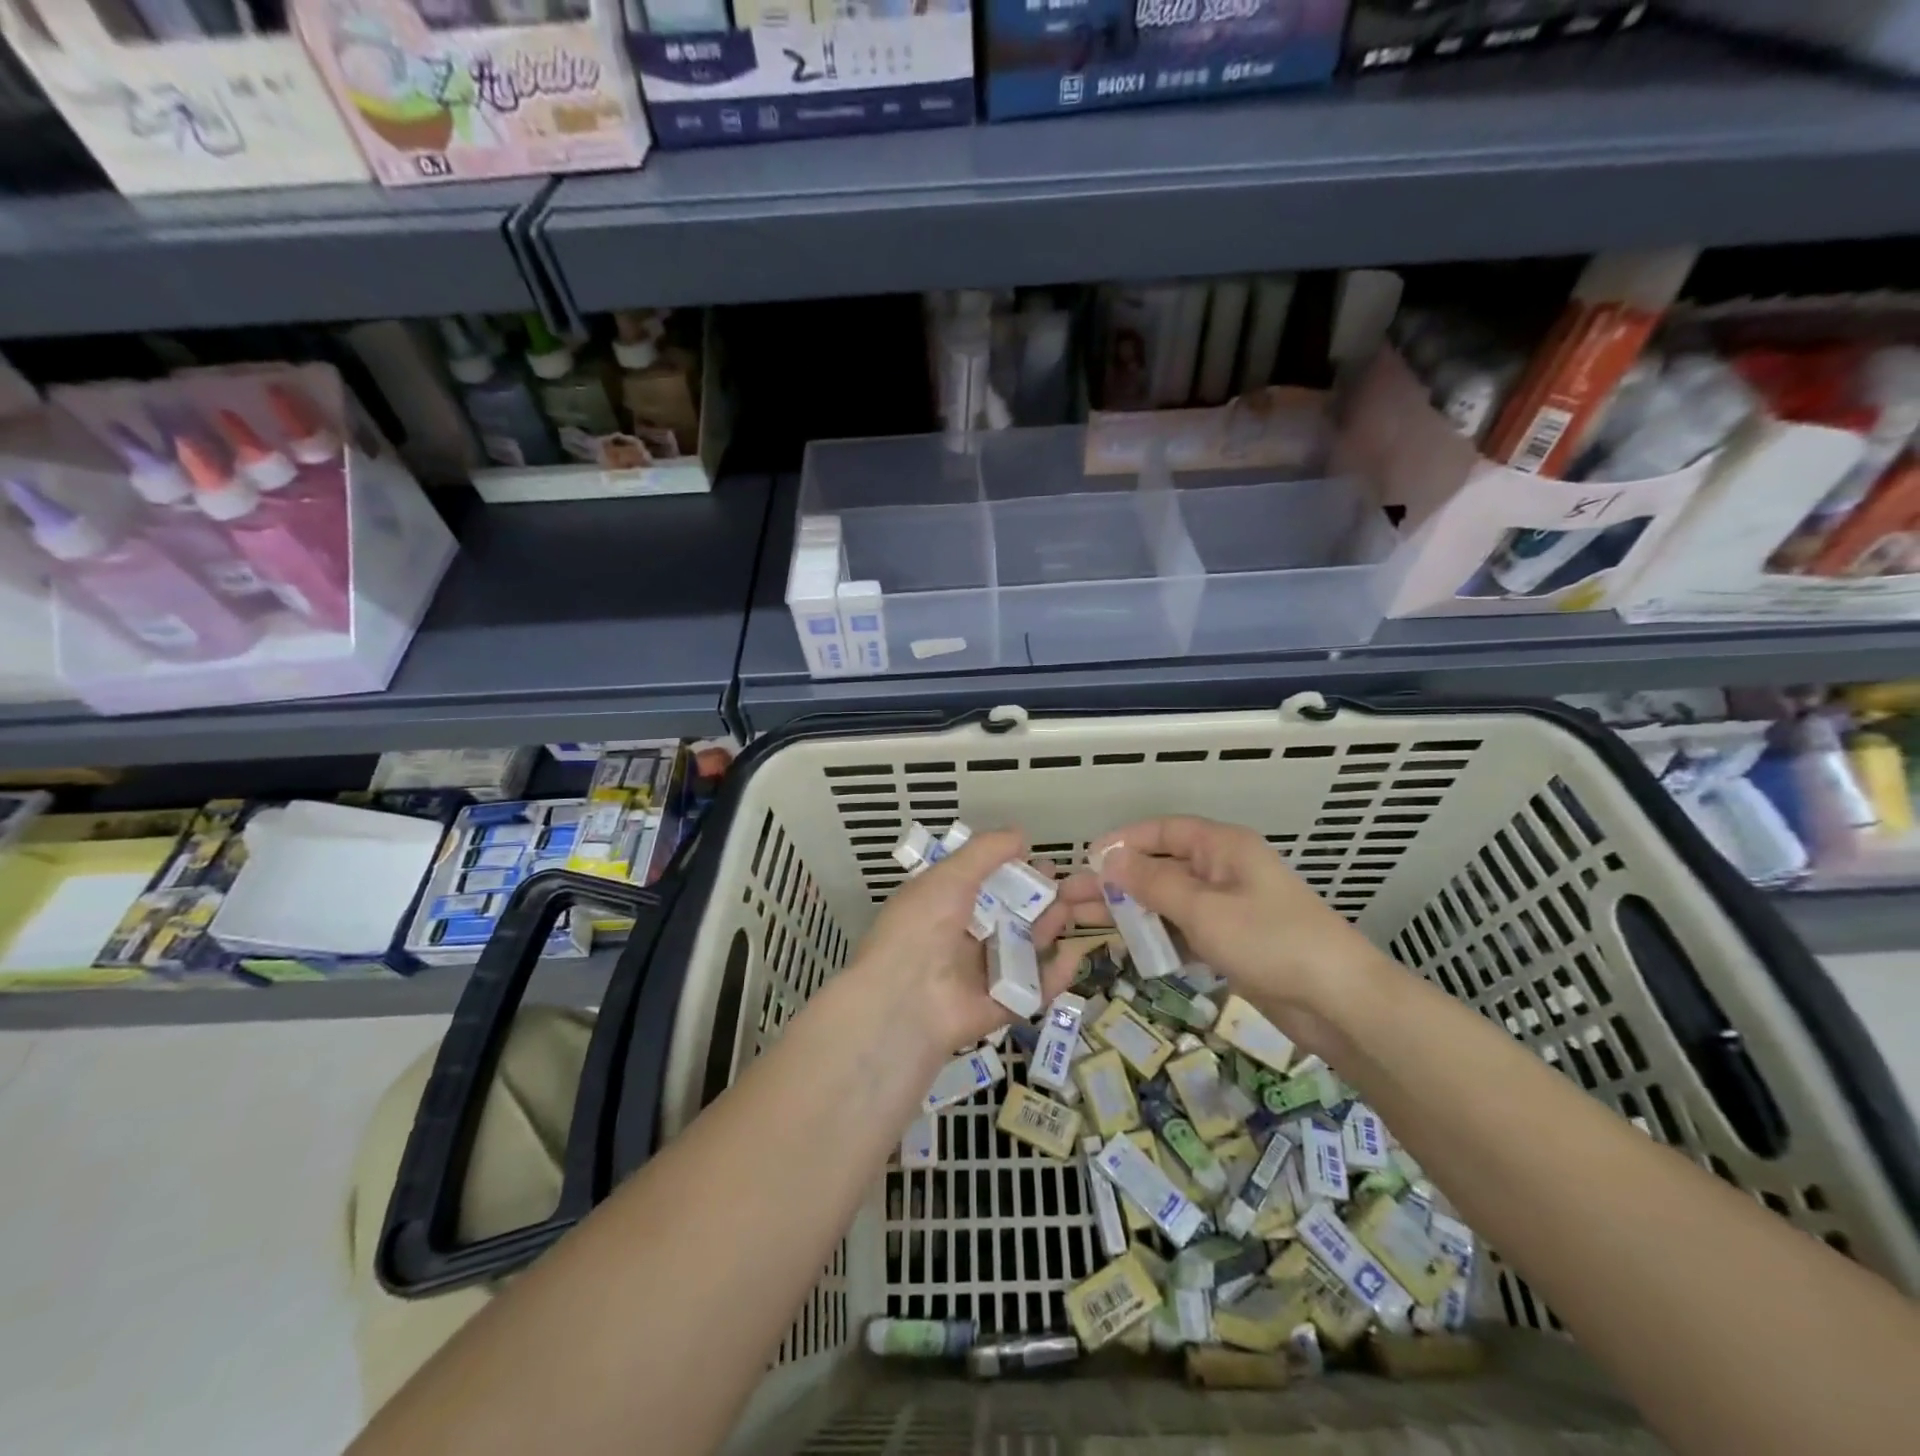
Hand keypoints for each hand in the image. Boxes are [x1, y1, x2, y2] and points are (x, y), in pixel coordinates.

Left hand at [844, 827, 1078, 1056]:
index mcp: (946, 905)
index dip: (1019, 872)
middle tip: (1079, 885)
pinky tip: (1075, 954)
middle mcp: (965, 937)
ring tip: (1077, 909)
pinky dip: (1055, 974)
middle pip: (1014, 914)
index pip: (988, 884)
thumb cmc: (923, 926)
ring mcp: (984, 973)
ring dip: (1052, 927)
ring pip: (1027, 947)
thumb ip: (986, 852)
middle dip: (1046, 898)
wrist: (907, 999)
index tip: (1047, 862)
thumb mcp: (949, 875)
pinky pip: (1034, 989)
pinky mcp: (1002, 1005)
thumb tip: (1021, 835)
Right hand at [1059, 816, 1389, 1048]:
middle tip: (1069, 897)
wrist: (1340, 1003)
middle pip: (1159, 867)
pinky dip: (1155, 934)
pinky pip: (1182, 928)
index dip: (1122, 842)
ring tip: (1083, 920)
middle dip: (1115, 880)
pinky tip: (1125, 945)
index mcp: (1222, 848)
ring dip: (1129, 909)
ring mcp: (1227, 908)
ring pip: (1166, 901)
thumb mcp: (1204, 909)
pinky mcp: (1231, 942)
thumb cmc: (1271, 941)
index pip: (1162, 831)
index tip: (1086, 860)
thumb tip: (1108, 858)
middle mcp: (1222, 870)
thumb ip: (1152, 883)